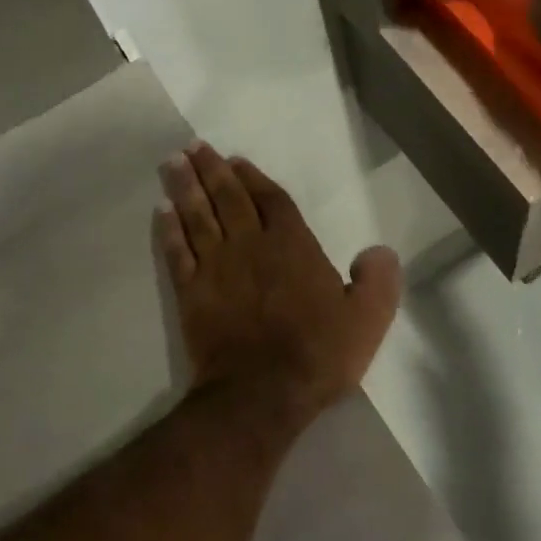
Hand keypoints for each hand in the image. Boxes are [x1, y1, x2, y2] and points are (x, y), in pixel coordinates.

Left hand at [154, 143, 400, 421]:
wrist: (262, 393)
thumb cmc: (318, 354)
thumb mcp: (368, 319)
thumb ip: (377, 280)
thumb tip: (379, 250)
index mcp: (292, 246)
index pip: (272, 200)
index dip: (253, 177)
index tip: (235, 160)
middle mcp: (250, 246)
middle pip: (228, 198)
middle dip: (212, 170)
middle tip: (193, 147)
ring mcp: (216, 268)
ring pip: (197, 217)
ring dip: (184, 188)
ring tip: (172, 164)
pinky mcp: (191, 293)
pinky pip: (176, 252)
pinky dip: (168, 230)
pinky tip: (161, 212)